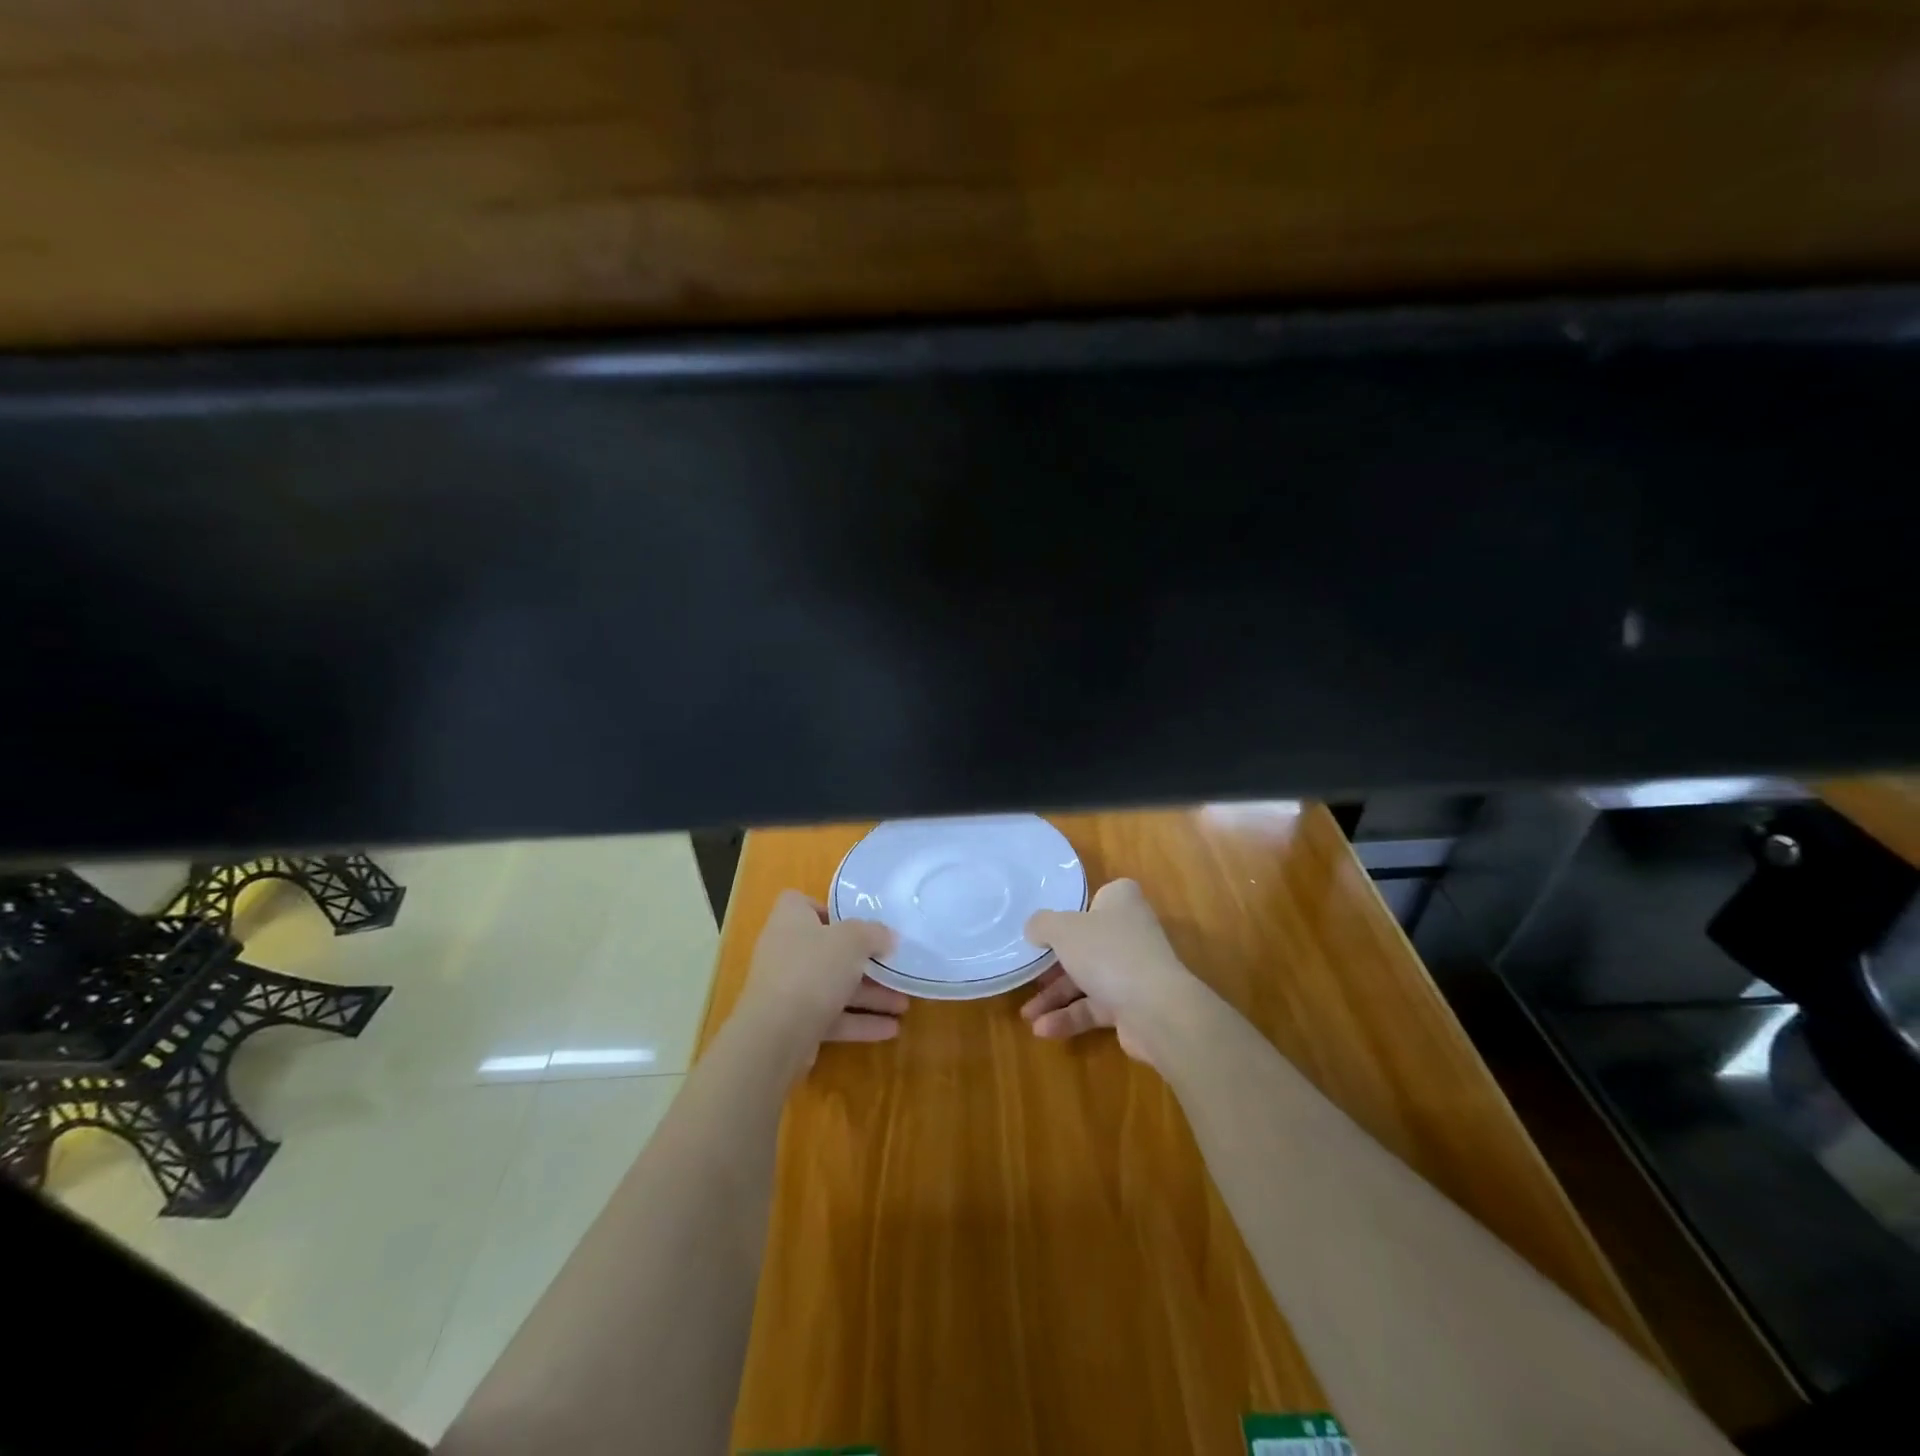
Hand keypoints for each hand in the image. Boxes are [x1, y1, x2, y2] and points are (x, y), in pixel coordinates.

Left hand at [734, 890, 907, 1067]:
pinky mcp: (795, 1023)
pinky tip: (891, 1029)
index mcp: (791, 920)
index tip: (858, 922)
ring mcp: (789, 989)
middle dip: (864, 961)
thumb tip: (888, 937)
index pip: (802, 903)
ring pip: (834, 986)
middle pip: (828, 949)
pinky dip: (859, 1022)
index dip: (829, 909)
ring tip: (904, 1004)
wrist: (775, 1035)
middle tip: (894, 966)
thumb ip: (874, 933)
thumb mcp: (853, 940)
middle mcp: (786, 951)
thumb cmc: (813, 970)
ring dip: (869, 995)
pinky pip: (832, 1017)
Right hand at [1020, 879, 1197, 1065]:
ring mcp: (1133, 970)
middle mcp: (1130, 932)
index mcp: (1121, 902)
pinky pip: (1094, 1007)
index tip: (1050, 926)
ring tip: (1027, 1015)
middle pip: (1086, 943)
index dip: (1075, 910)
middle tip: (1029, 973)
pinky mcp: (1132, 1004)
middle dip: (1055, 964)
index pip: (1099, 897)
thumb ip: (1042, 924)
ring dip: (1056, 997)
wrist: (1156, 1010)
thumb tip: (1033, 929)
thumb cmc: (1107, 953)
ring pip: (1087, 978)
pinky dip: (1070, 1017)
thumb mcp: (1063, 929)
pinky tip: (1044, 1030)